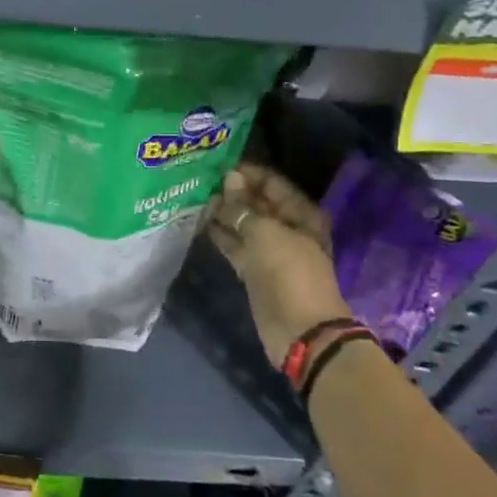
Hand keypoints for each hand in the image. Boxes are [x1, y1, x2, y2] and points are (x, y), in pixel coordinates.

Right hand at [208, 163, 350, 366]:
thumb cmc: (289, 273)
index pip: (272, 183)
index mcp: (301, 214)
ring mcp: (270, 250)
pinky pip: (236, 245)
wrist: (299, 331)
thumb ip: (243, 207)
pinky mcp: (254, 270)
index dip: (248, 173)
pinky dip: (221, 235)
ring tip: (196, 198)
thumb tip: (229, 180)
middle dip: (232, 192)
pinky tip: (200, 222)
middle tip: (201, 181)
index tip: (218, 165)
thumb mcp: (265, 233)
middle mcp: (287, 228)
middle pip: (257, 203)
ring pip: (244, 224)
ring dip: (223, 213)